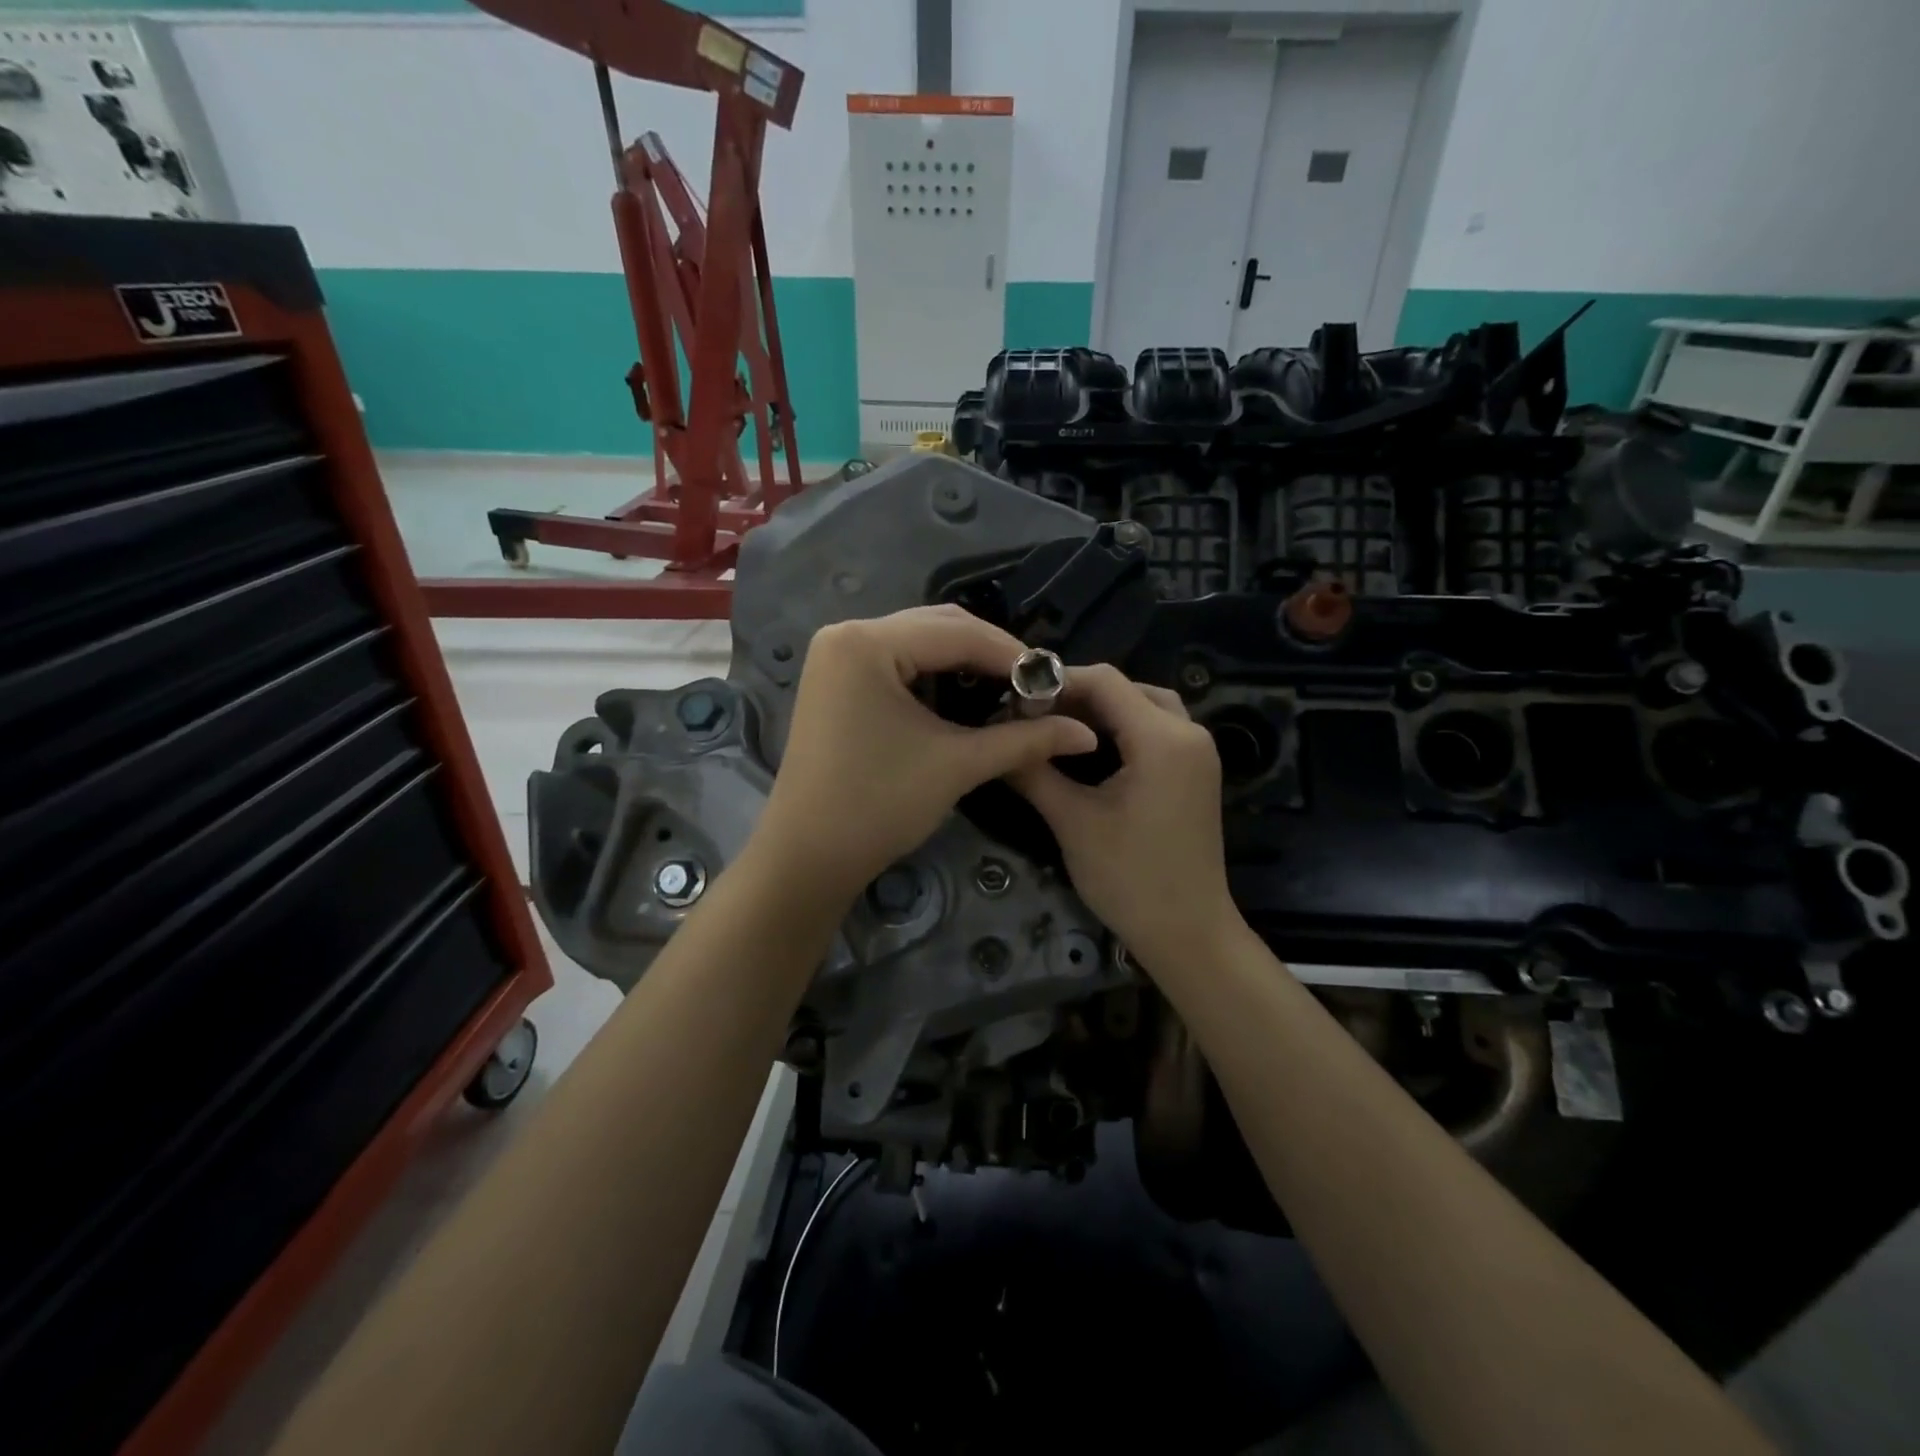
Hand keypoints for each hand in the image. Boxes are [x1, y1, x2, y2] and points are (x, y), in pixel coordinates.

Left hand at [754, 605, 1097, 902]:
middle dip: (990, 654)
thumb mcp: (957, 765)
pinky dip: (934, 675)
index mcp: (867, 642)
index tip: (1056, 680)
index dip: (1014, 655)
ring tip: (1006, 691)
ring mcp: (836, 656)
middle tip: (1033, 687)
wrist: (807, 858)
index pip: (958, 633)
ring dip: (964, 662)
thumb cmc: (878, 805)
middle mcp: (846, 634)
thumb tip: (1086, 734)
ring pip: (918, 642)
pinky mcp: (835, 680)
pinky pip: (897, 662)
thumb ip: (1025, 740)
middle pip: (937, 627)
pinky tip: (964, 698)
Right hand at [1009, 665, 1236, 973]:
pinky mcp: (1196, 772)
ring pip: (1145, 706)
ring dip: (1102, 710)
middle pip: (1127, 688)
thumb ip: (1034, 772)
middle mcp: (1189, 733)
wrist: (1189, 933)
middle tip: (1032, 715)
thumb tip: (996, 739)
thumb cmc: (1130, 879)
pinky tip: (1089, 748)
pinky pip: (1157, 730)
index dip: (1057, 681)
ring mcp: (1198, 753)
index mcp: (1163, 738)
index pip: (1105, 681)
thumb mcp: (1074, 822)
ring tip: (1056, 727)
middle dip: (1077, 694)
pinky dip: (1122, 728)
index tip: (1016, 700)